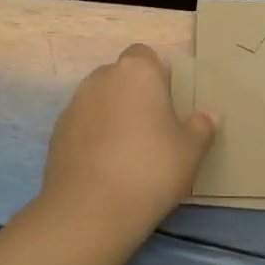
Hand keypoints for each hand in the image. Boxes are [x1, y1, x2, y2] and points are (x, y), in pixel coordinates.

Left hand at [42, 44, 217, 230]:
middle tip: (152, 129)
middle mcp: (101, 79)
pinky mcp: (56, 133)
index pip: (146, 56)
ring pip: (99, 101)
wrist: (91, 208)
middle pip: (120, 77)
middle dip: (133, 95)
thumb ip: (201, 128)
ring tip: (127, 152)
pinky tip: (105, 167)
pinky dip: (93, 138)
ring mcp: (74, 105)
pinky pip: (82, 126)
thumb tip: (207, 116)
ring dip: (112, 116)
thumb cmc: (151, 168)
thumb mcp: (191, 151)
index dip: (157, 76)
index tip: (169, 104)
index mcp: (137, 72)